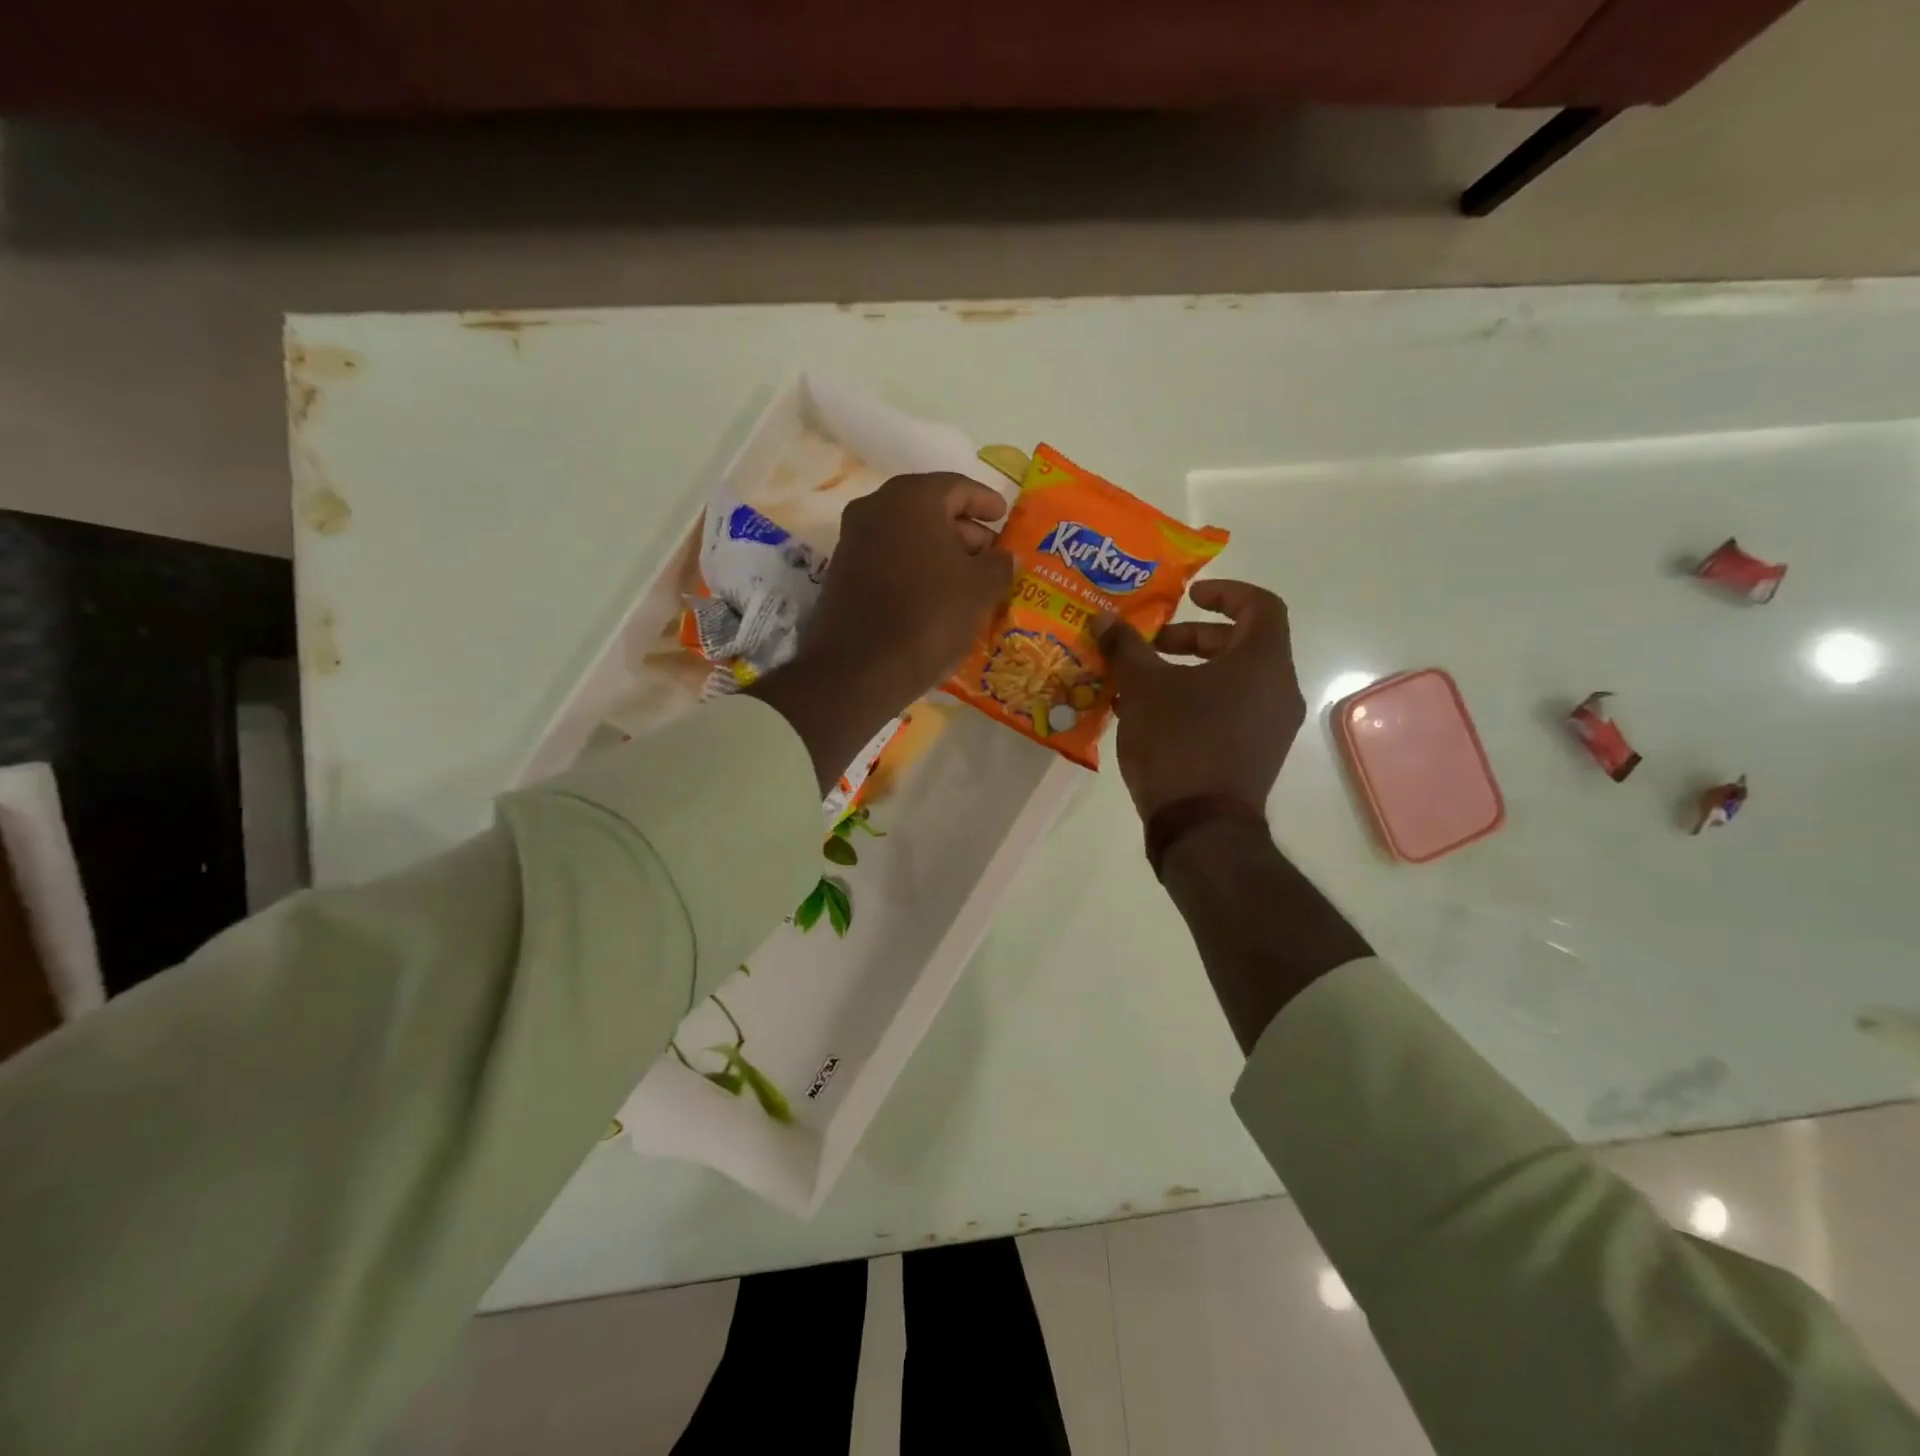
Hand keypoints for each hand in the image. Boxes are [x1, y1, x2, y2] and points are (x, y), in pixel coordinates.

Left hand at [801, 472, 1012, 707]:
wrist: (858, 671)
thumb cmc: (928, 617)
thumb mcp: (978, 591)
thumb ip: (999, 565)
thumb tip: (1006, 557)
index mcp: (911, 499)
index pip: (958, 487)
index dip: (986, 502)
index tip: (1005, 518)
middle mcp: (875, 508)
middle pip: (930, 509)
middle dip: (964, 531)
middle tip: (992, 557)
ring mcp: (853, 540)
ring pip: (908, 536)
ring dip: (940, 553)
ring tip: (970, 582)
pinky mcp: (842, 573)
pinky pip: (890, 559)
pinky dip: (916, 569)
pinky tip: (937, 597)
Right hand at [1096, 580, 1305, 822]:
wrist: (1200, 826)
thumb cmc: (1178, 742)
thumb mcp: (1143, 687)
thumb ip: (1125, 646)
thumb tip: (1104, 618)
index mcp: (1262, 662)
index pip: (1260, 605)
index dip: (1225, 593)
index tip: (1188, 597)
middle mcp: (1279, 689)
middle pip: (1242, 643)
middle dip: (1192, 638)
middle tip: (1151, 646)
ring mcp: (1272, 726)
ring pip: (1233, 680)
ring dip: (1189, 672)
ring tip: (1142, 683)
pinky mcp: (1257, 754)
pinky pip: (1231, 711)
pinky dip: (1198, 701)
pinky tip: (1152, 717)